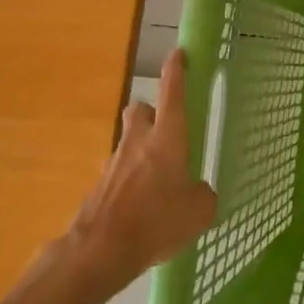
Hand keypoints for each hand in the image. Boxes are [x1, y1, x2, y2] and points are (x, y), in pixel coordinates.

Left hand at [65, 49, 217, 301]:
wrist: (100, 250)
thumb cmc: (156, 221)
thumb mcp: (198, 212)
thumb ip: (203, 196)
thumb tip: (200, 193)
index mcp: (167, 137)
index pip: (172, 92)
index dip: (176, 70)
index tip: (179, 53)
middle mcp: (139, 141)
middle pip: (140, 109)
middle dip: (151, 112)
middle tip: (164, 129)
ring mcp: (115, 162)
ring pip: (127, 140)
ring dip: (139, 148)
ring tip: (156, 177)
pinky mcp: (99, 186)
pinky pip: (118, 172)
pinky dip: (129, 181)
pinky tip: (139, 206)